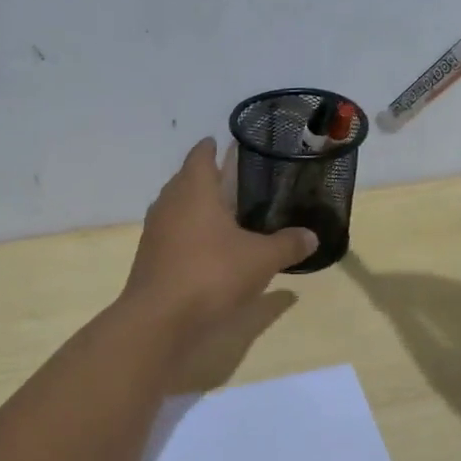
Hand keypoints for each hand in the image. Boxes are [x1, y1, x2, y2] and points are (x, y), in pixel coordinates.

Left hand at [122, 139, 317, 335]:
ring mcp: (154, 231)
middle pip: (185, 180)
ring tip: (219, 212)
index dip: (210, 148)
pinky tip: (204, 248)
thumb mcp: (260, 260)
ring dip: (193, 206)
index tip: (219, 142)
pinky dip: (186, 233)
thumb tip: (312, 236)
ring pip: (175, 207)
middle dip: (203, 177)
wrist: (159, 318)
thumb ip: (287, 245)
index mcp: (194, 190)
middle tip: (228, 179)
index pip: (200, 157)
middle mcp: (169, 203)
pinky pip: (170, 234)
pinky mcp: (149, 257)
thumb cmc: (212, 274)